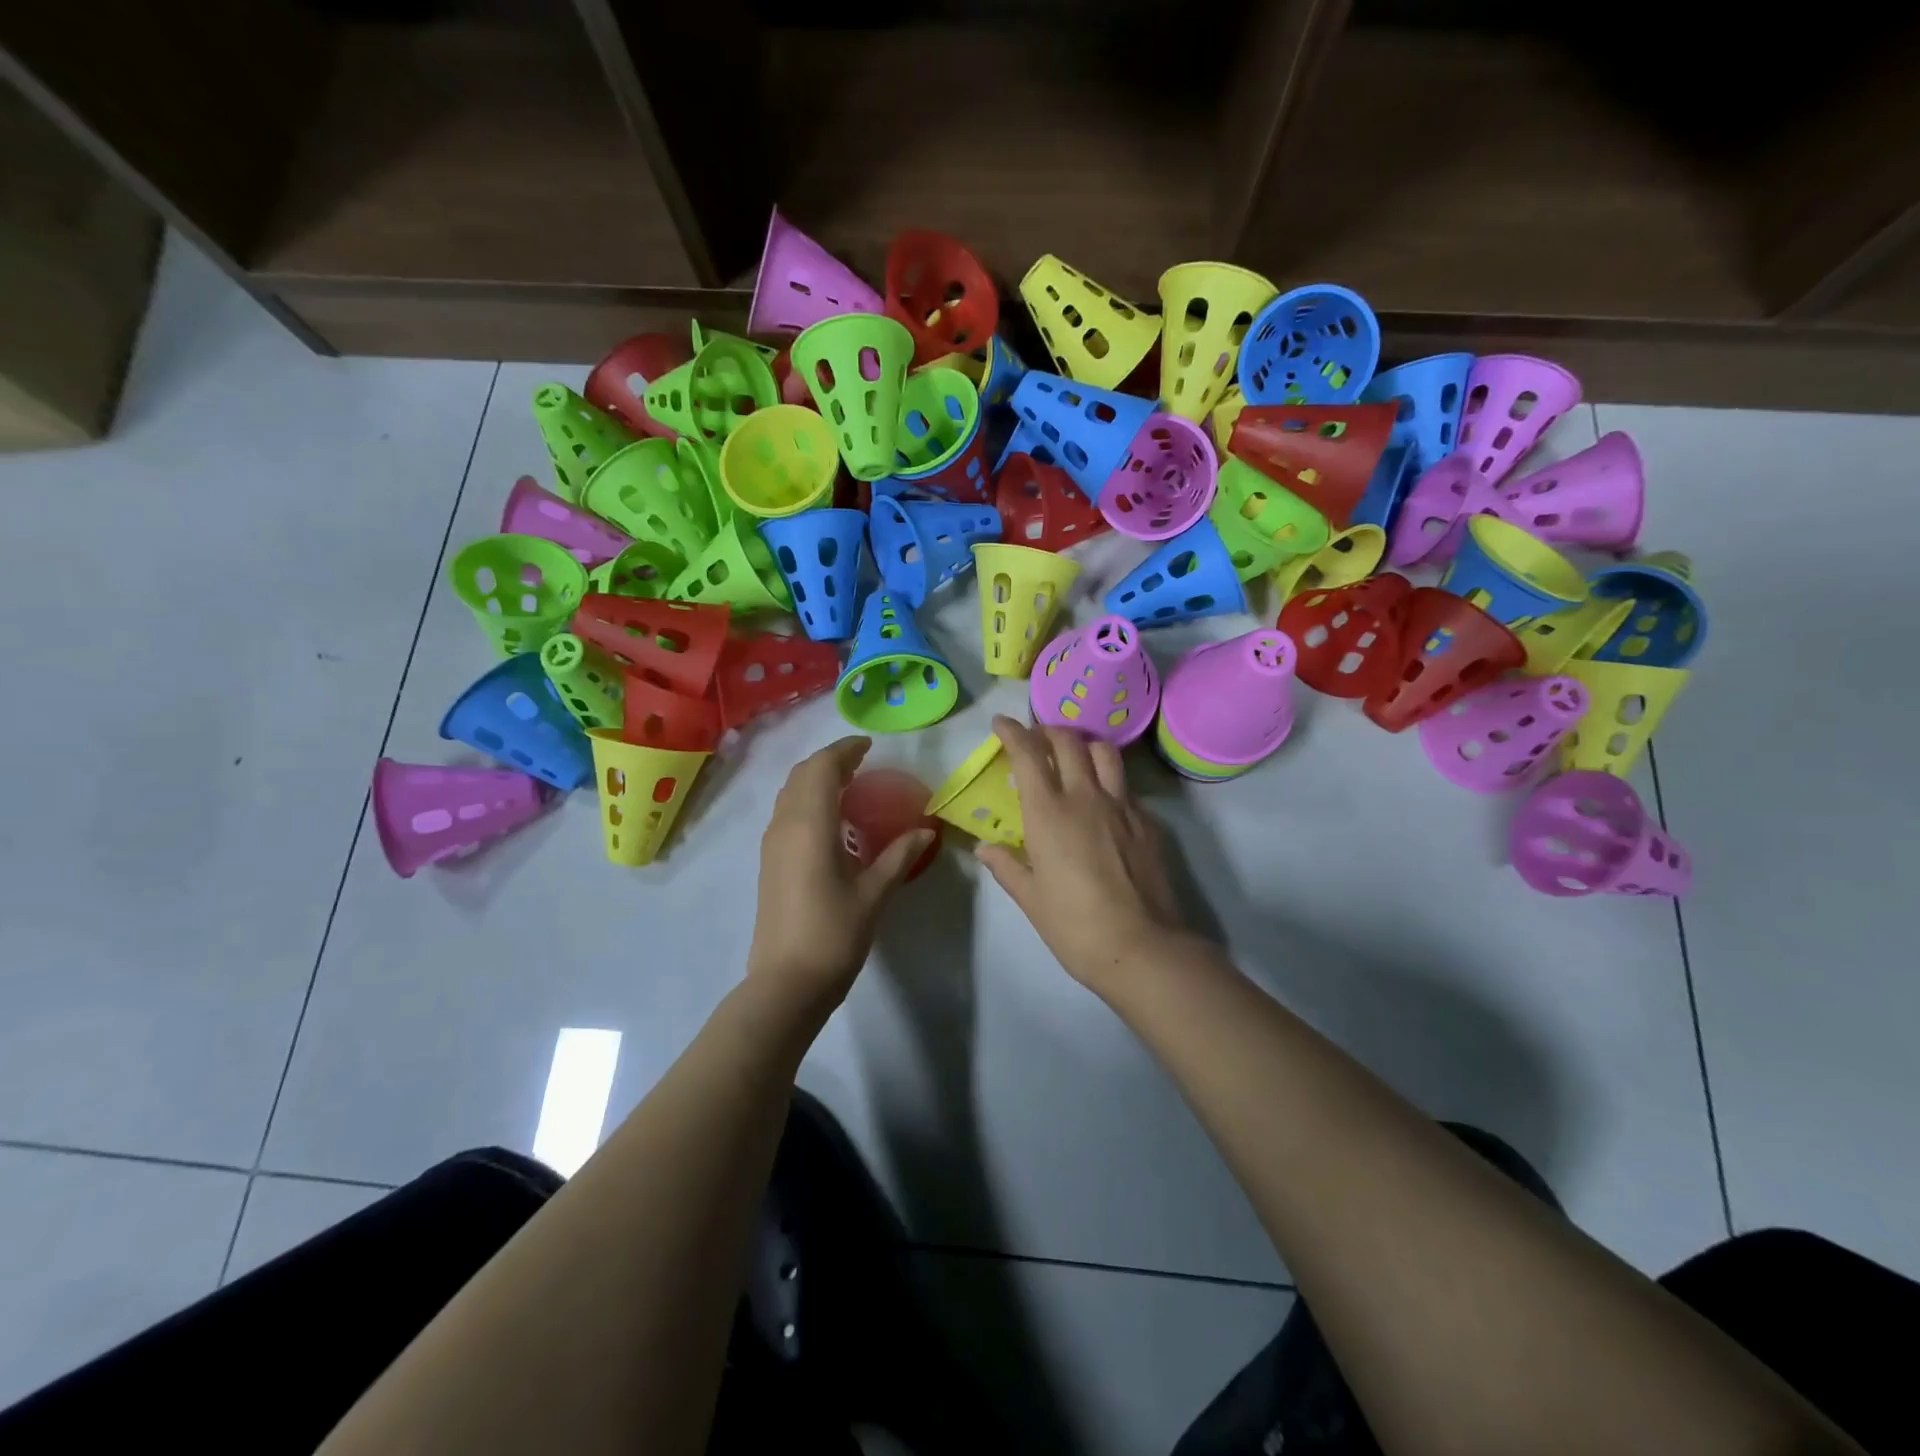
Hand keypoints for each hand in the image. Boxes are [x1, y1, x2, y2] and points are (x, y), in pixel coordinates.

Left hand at [747, 737, 934, 1005]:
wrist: (786, 981)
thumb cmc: (834, 934)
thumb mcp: (874, 893)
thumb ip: (899, 855)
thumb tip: (927, 830)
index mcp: (809, 825)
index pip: (822, 768)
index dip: (844, 751)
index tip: (869, 746)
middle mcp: (785, 825)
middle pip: (801, 775)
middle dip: (829, 761)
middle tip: (861, 762)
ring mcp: (772, 844)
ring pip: (789, 793)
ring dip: (815, 779)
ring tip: (848, 784)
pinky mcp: (769, 862)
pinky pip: (786, 812)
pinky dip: (807, 799)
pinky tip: (829, 819)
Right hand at [974, 716, 1188, 991]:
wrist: (1142, 947)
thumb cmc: (1075, 926)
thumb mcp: (1031, 899)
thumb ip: (1006, 866)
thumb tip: (984, 848)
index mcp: (1049, 813)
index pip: (1028, 754)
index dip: (1013, 732)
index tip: (1001, 723)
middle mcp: (1086, 797)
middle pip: (1068, 741)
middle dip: (1048, 731)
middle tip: (1036, 739)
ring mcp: (1122, 806)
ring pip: (1105, 752)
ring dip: (1084, 744)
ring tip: (1074, 756)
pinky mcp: (1148, 822)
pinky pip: (1126, 786)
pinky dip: (1109, 780)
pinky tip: (1103, 802)